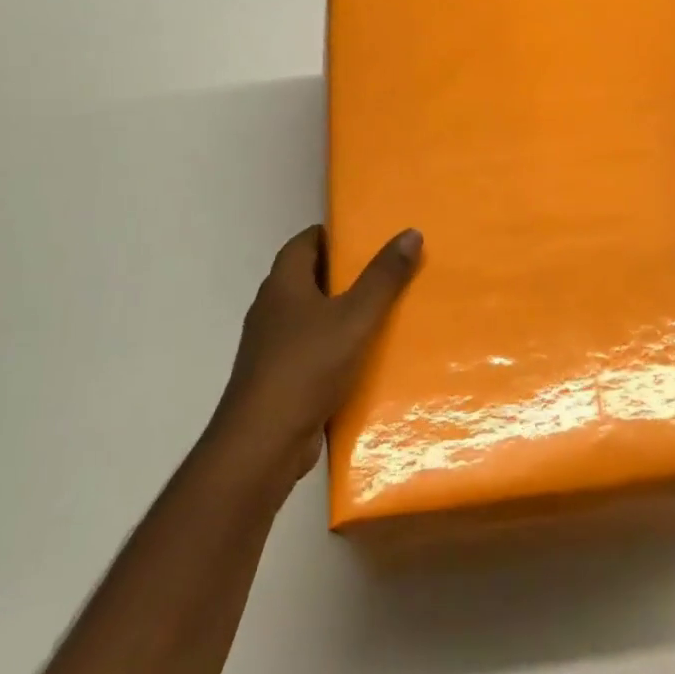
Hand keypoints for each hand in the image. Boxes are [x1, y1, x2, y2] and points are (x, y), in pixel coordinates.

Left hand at [207, 224, 423, 484]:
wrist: (264, 441)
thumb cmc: (308, 366)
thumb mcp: (355, 317)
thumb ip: (383, 277)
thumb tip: (411, 232)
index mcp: (283, 284)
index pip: (304, 243)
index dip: (332, 235)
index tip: (365, 237)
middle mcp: (271, 309)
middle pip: (306, 278)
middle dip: (341, 274)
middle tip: (383, 272)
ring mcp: (270, 346)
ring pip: (308, 317)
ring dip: (337, 313)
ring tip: (379, 313)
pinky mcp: (276, 378)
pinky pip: (308, 350)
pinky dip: (332, 347)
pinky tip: (360, 359)